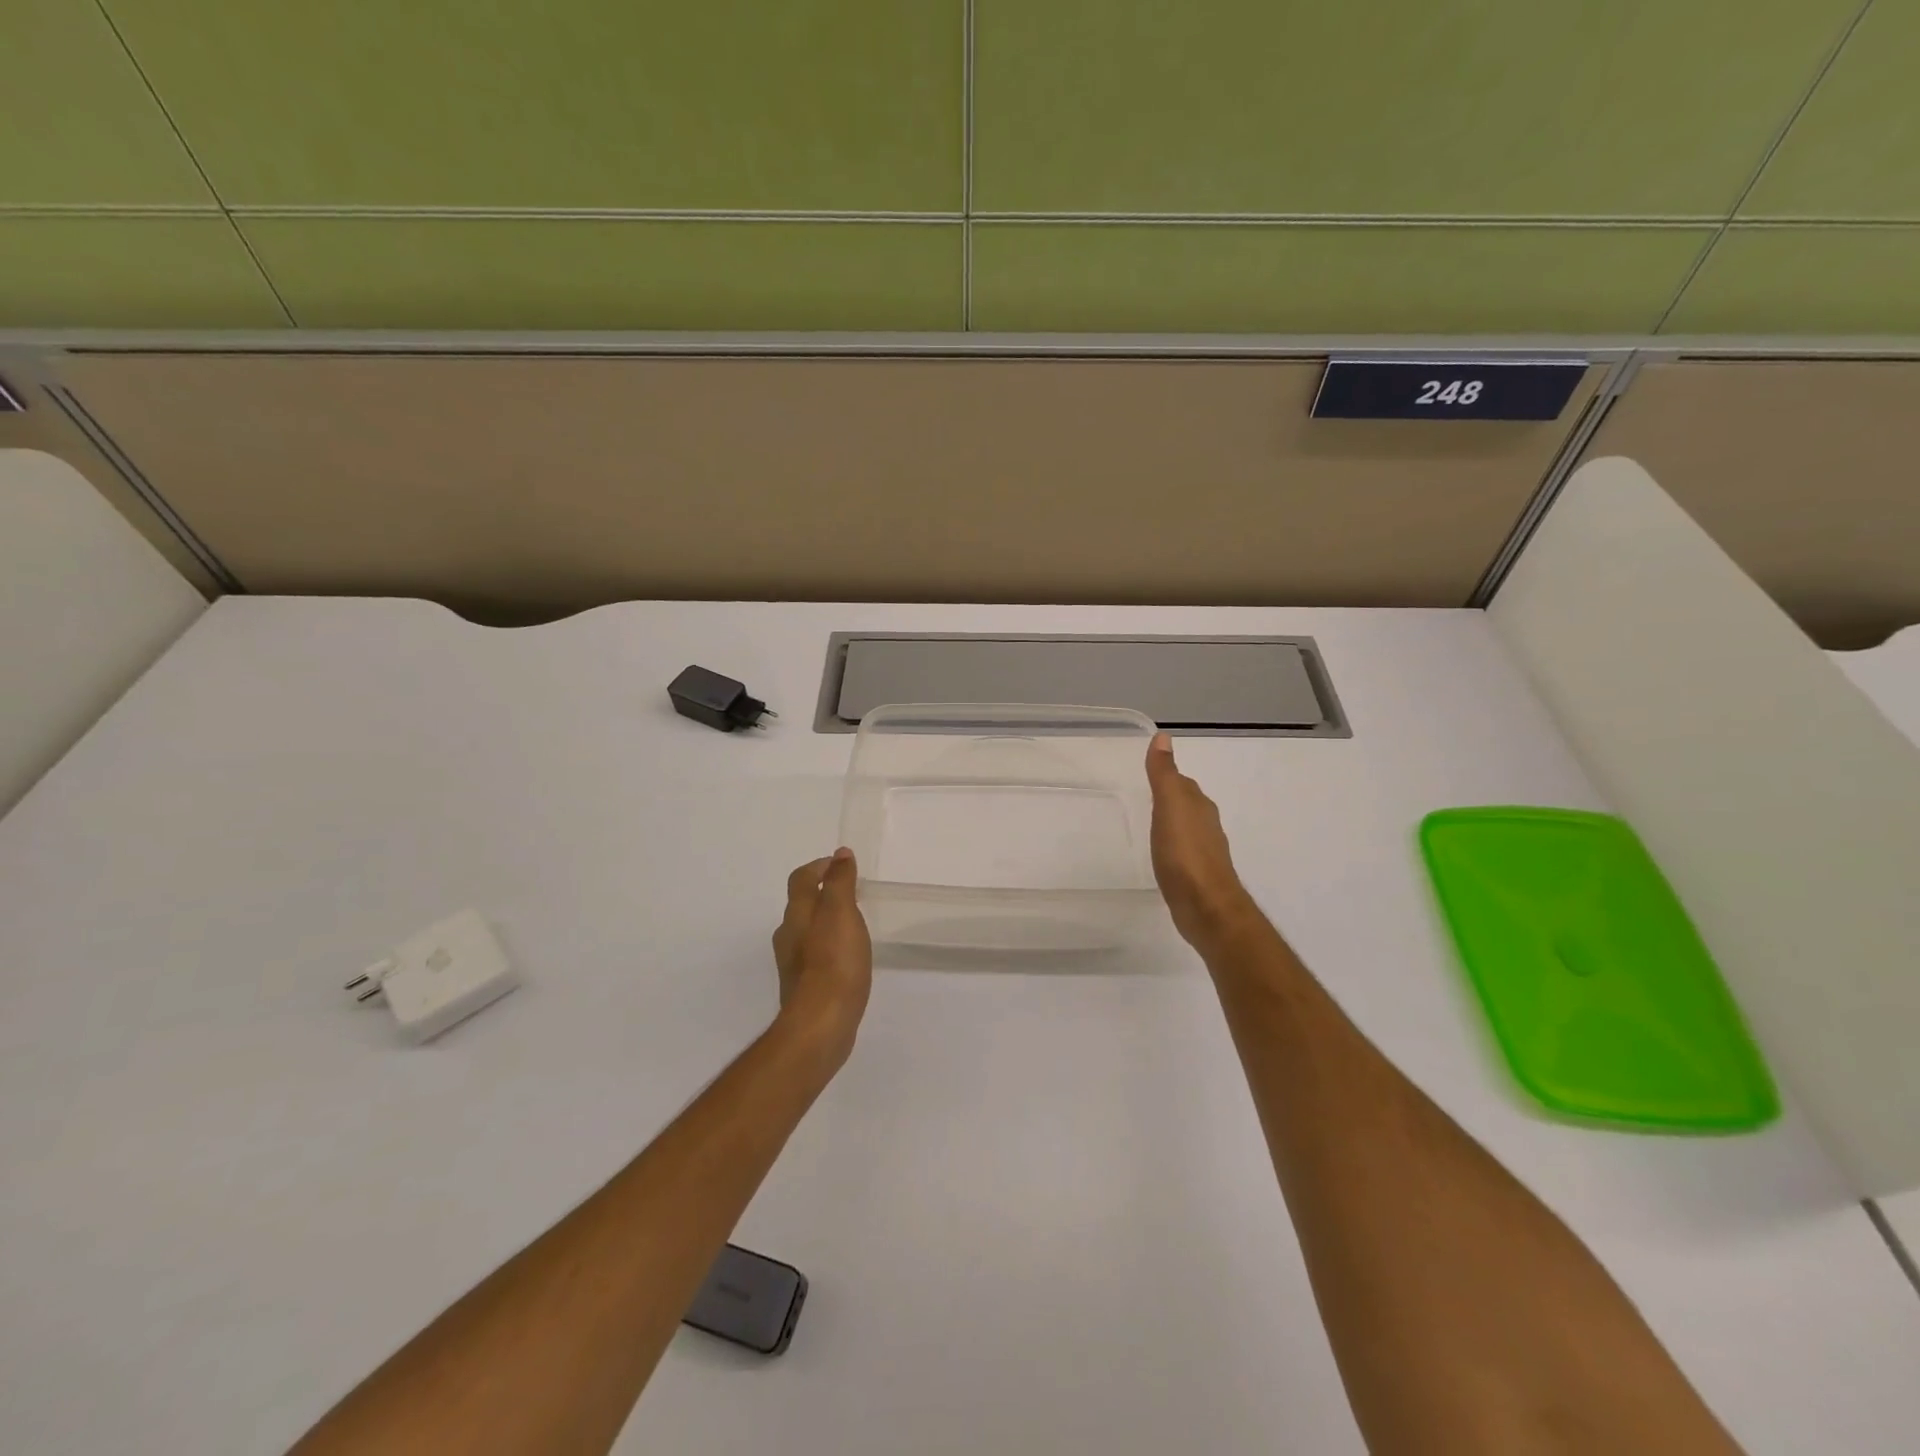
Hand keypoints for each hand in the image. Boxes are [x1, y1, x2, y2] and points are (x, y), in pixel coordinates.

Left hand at [771, 849, 872, 1064]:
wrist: (821, 1024)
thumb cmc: (834, 962)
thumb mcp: (841, 913)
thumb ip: (840, 882)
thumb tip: (840, 854)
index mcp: (797, 914)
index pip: (801, 879)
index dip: (819, 867)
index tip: (840, 865)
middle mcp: (788, 935)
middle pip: (801, 905)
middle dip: (822, 894)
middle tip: (850, 893)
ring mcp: (793, 964)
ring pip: (806, 931)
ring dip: (825, 922)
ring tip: (852, 924)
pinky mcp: (804, 987)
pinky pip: (814, 957)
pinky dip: (828, 948)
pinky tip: (845, 958)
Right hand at [1146, 733, 1260, 950]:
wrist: (1206, 907)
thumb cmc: (1185, 854)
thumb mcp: (1169, 807)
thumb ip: (1164, 774)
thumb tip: (1163, 736)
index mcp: (1198, 806)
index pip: (1182, 783)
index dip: (1167, 776)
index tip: (1147, 773)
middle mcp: (1206, 825)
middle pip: (1187, 804)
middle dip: (1170, 798)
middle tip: (1145, 796)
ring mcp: (1204, 851)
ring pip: (1187, 828)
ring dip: (1173, 824)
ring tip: (1151, 825)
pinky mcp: (1198, 875)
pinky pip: (1183, 851)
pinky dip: (1173, 847)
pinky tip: (1163, 855)